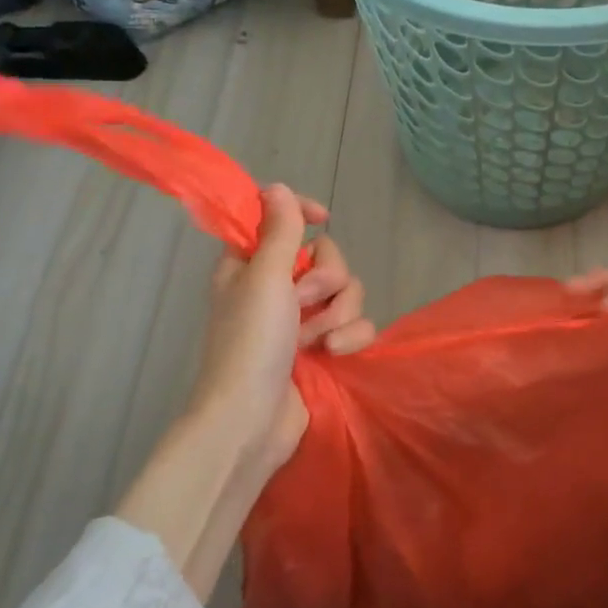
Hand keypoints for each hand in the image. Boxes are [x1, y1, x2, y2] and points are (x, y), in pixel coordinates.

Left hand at [184, 184, 376, 472]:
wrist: (252, 420)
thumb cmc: (250, 342)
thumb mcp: (264, 277)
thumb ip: (280, 230)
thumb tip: (277, 187)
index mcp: (253, 264)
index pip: (282, 220)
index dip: (304, 213)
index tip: (323, 217)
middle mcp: (278, 287)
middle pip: (327, 257)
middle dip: (326, 280)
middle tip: (303, 301)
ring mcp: (302, 320)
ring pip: (347, 291)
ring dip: (338, 314)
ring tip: (318, 340)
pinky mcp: (325, 347)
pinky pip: (357, 324)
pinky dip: (350, 337)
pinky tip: (335, 355)